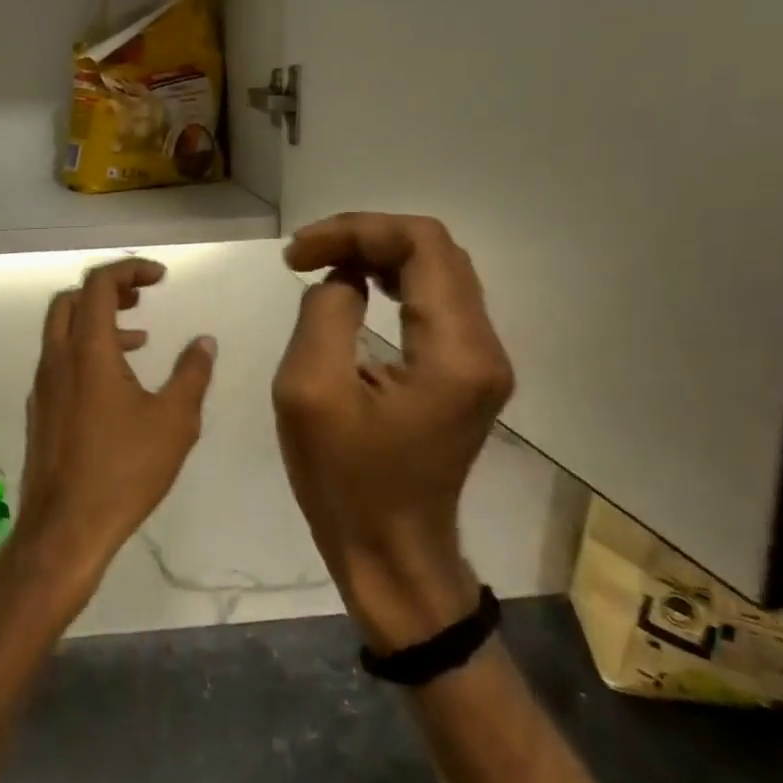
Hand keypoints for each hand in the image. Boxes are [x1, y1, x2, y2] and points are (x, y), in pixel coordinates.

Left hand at [14, 258, 217, 593]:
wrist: (65, 528)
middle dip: (107, 289)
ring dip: (98, 321)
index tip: (160, 277)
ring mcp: (43, 385)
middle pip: (71, 299)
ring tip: (140, 338)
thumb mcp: (174, 421)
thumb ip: (192, 374)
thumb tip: (204, 341)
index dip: (129, 269)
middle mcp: (57, 358)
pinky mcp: (40, 410)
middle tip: (142, 297)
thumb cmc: (124, 471)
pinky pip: (59, 360)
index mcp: (88, 350)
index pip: (98, 284)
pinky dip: (86, 351)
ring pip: (62, 330)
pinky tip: (116, 383)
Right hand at [273, 214, 514, 650]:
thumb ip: (325, 314)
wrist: (391, 553)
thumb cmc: (346, 481)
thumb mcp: (311, 392)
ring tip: (323, 263)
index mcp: (455, 351)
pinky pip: (436, 302)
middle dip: (365, 237)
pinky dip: (392, 281)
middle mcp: (484, 347)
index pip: (422, 244)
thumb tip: (342, 280)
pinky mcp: (467, 374)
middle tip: (305, 255)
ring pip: (438, 272)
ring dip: (378, 255)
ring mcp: (481, 362)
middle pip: (436, 251)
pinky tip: (355, 288)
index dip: (356, 230)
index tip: (298, 253)